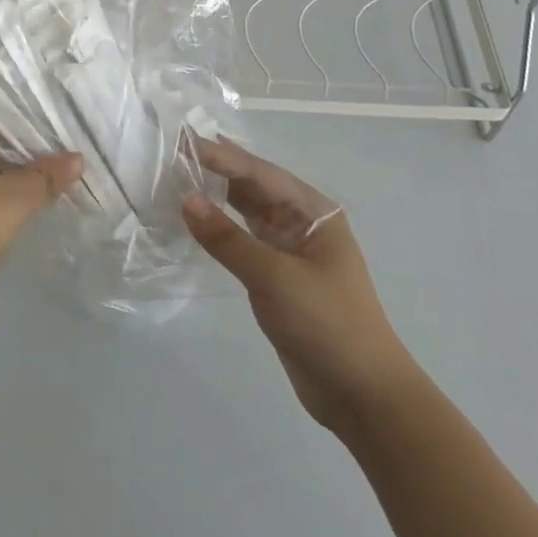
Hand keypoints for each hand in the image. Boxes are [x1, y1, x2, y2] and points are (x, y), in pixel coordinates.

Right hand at [181, 136, 417, 440]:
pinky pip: (243, 240)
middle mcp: (302, 223)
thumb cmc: (327, 325)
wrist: (364, 397)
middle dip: (216, 168)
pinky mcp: (278, 277)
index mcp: (313, 212)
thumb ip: (227, 238)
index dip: (219, 155)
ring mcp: (290, 250)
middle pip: (253, 186)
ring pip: (246, 212)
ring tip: (178, 176)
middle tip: (174, 150)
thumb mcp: (274, 278)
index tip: (181, 139)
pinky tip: (196, 220)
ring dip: (216, 196)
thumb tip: (186, 200)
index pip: (258, 173)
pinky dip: (219, 228)